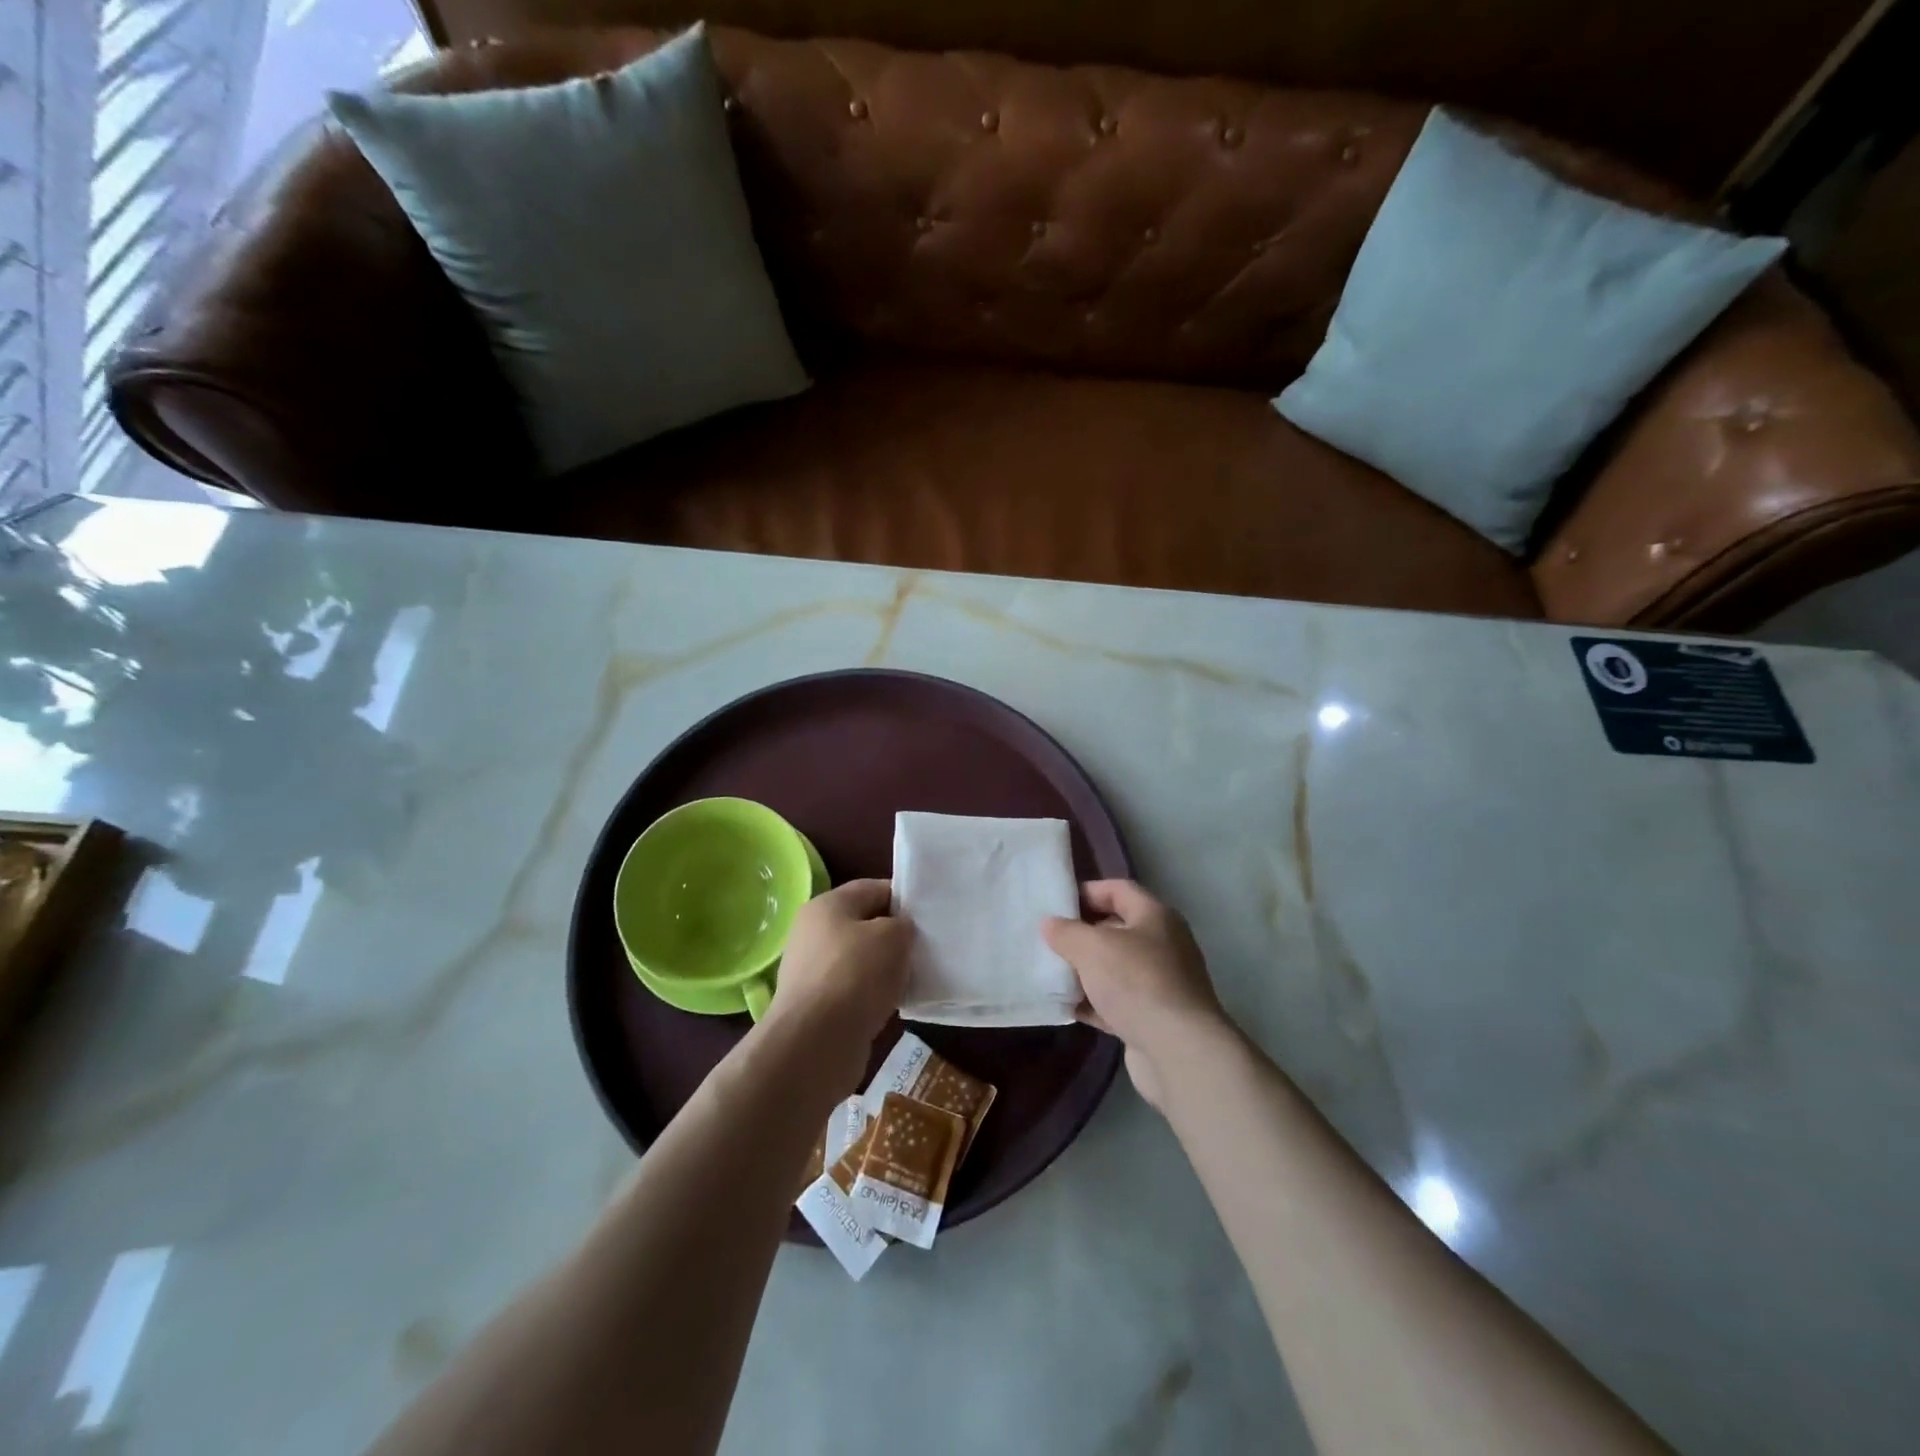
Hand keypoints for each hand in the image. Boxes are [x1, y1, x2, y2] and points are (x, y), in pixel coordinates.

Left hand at [764, 879, 909, 1055]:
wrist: (815, 1042)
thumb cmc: (855, 975)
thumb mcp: (892, 936)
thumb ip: (902, 925)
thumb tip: (898, 932)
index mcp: (827, 905)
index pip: (872, 888)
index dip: (902, 896)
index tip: (929, 912)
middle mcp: (813, 933)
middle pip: (864, 924)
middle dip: (894, 934)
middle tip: (926, 945)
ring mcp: (812, 971)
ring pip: (860, 959)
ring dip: (885, 967)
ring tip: (914, 976)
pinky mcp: (816, 1005)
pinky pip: (854, 989)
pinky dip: (874, 993)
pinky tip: (894, 1002)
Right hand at [1044, 880, 1230, 1109]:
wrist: (1178, 1052)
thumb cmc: (1136, 982)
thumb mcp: (1092, 947)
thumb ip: (1066, 932)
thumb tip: (1050, 923)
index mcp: (1155, 916)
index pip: (1118, 889)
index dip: (1087, 891)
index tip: (1055, 903)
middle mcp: (1163, 945)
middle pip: (1116, 929)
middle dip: (1082, 933)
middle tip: (1047, 938)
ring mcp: (1160, 984)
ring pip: (1115, 968)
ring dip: (1084, 970)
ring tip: (1049, 971)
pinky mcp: (1153, 1018)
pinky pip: (1116, 1002)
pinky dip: (1093, 1002)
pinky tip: (1065, 1005)